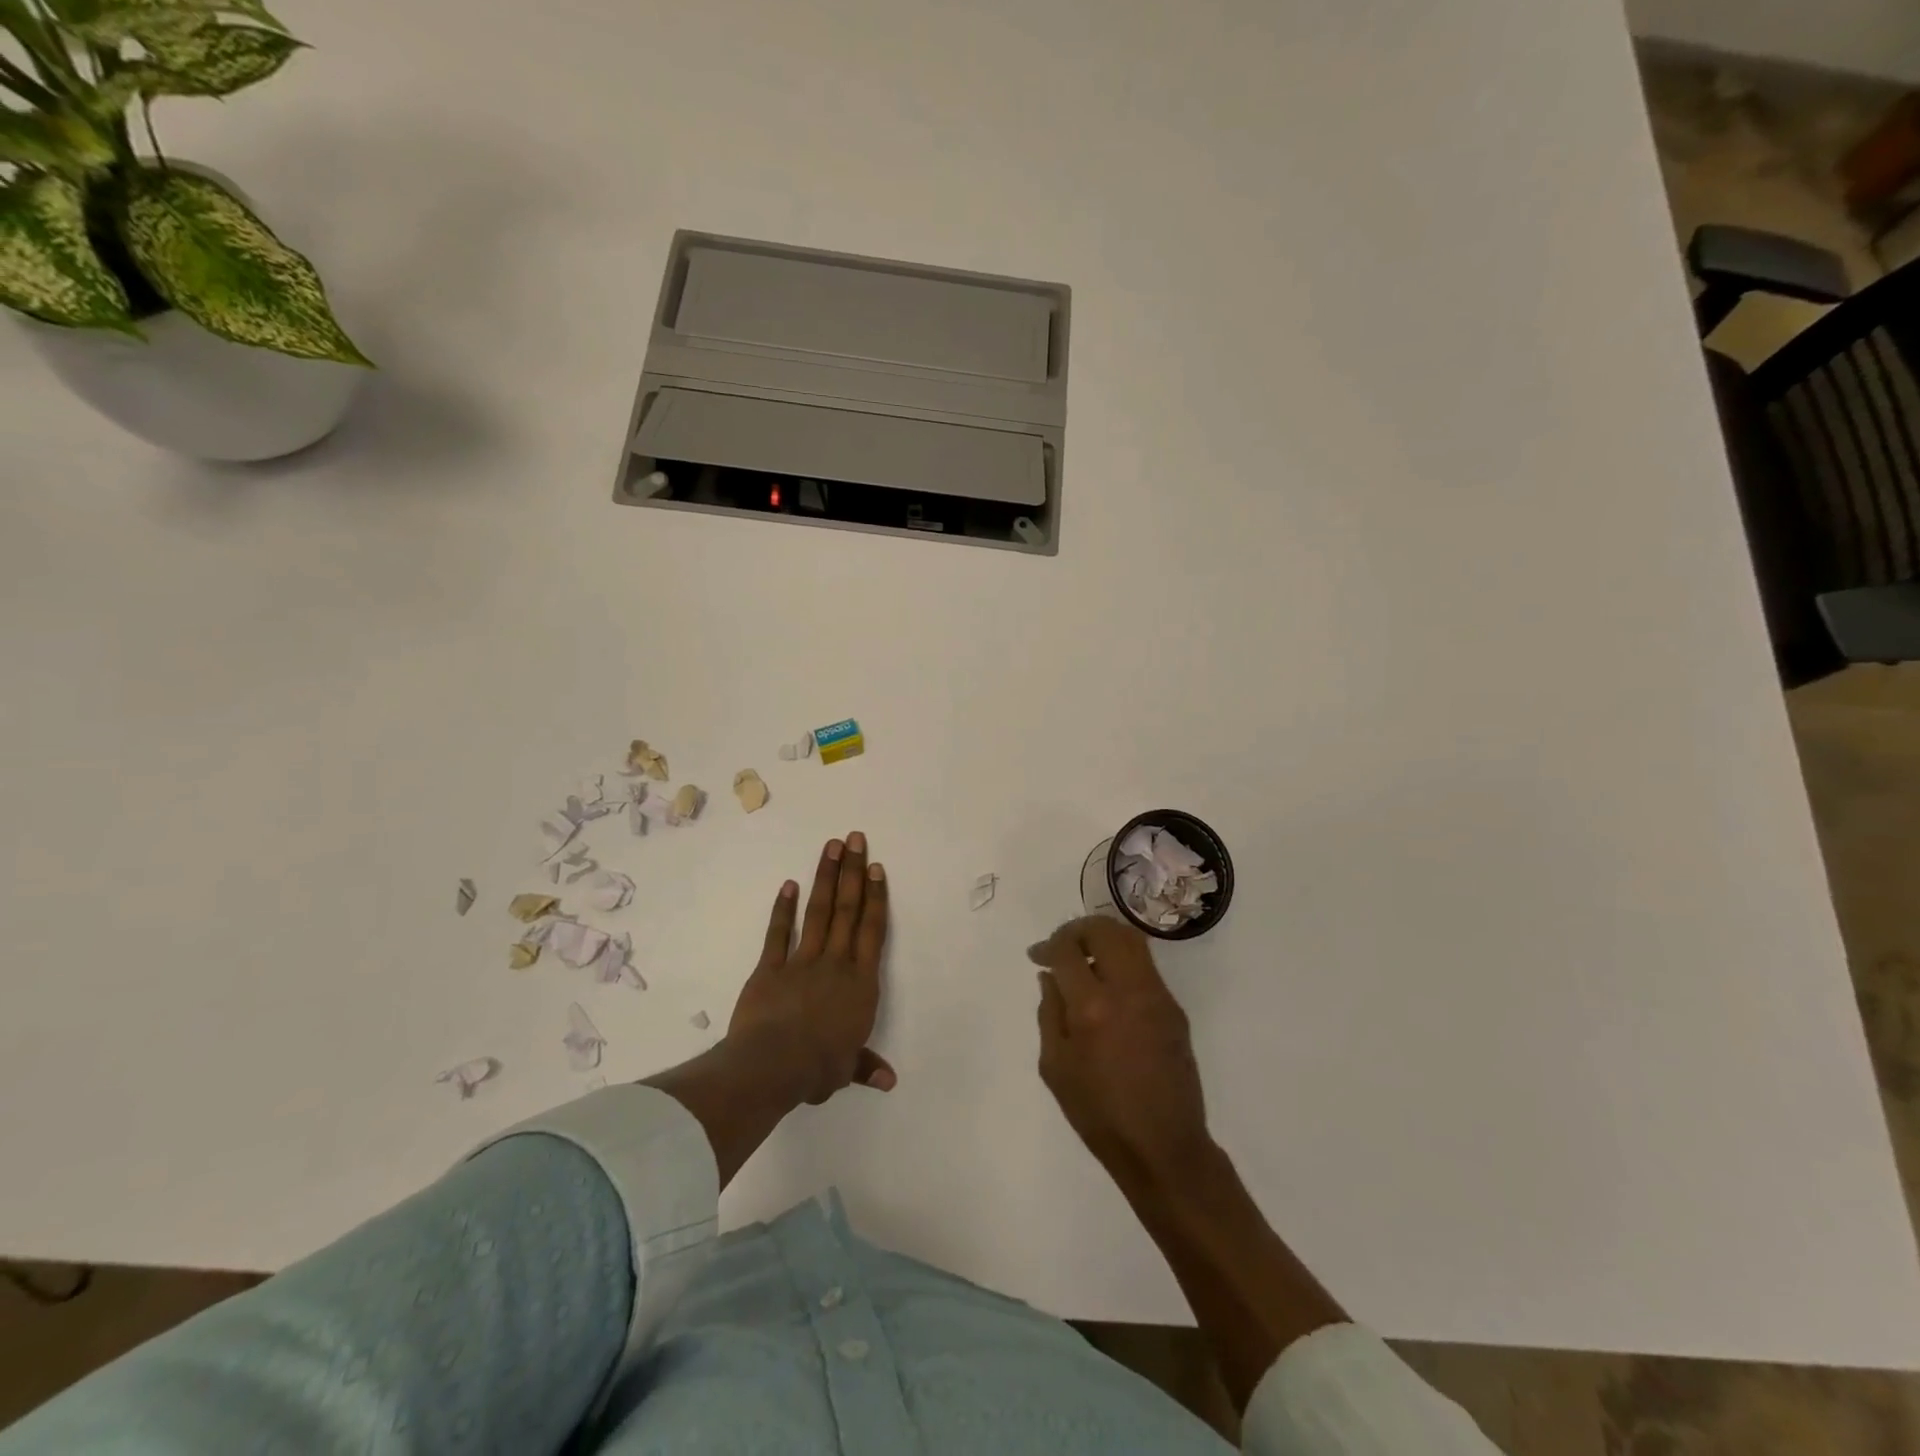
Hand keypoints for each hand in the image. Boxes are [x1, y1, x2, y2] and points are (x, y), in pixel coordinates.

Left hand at [728, 832, 895, 1104]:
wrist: (773, 1066)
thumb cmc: (818, 1067)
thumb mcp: (846, 1069)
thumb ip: (865, 1066)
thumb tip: (888, 1081)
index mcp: (860, 983)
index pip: (872, 931)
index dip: (875, 897)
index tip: (875, 867)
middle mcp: (835, 963)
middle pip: (847, 910)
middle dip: (852, 872)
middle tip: (855, 838)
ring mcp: (802, 961)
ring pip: (818, 912)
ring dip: (825, 878)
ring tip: (831, 846)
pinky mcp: (770, 968)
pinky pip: (779, 933)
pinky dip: (783, 909)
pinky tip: (789, 884)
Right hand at [1031, 916, 1210, 1191]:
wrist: (1162, 1146)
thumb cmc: (1098, 1114)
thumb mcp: (1055, 1066)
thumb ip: (1049, 1012)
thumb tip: (1050, 976)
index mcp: (1092, 1007)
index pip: (1067, 950)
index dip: (1047, 946)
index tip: (1037, 956)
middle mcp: (1128, 990)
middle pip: (1104, 929)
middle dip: (1076, 929)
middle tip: (1061, 946)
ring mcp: (1157, 995)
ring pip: (1131, 939)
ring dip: (1103, 938)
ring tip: (1085, 958)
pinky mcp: (1174, 1007)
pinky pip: (1145, 966)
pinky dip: (1122, 960)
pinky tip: (1108, 986)